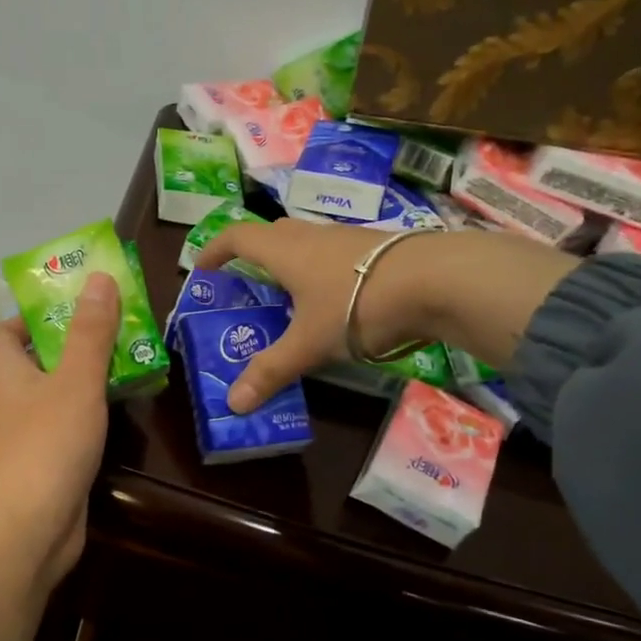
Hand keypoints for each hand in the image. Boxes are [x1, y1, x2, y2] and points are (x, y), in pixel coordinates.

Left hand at [0, 272, 119, 640]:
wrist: (29, 529)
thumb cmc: (47, 446)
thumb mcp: (75, 381)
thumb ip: (89, 332)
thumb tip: (97, 277)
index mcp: (6, 375)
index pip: (2, 334)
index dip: (29, 317)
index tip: (69, 308)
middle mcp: (10, 404)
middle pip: (33, 363)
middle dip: (70, 344)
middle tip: (114, 330)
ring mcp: (25, 439)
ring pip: (53, 397)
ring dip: (83, 381)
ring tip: (127, 364)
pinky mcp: (44, 468)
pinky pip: (65, 430)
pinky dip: (88, 418)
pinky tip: (118, 415)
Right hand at [197, 218, 580, 411]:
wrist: (438, 280)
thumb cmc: (358, 304)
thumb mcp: (309, 344)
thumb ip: (271, 370)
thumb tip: (233, 404)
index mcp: (285, 251)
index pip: (237, 237)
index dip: (214, 250)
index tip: (202, 270)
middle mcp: (312, 236)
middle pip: (272, 235)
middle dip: (253, 257)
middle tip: (246, 287)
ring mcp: (348, 239)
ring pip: (307, 244)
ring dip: (291, 265)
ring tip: (289, 300)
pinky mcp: (377, 250)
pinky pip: (335, 256)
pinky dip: (322, 273)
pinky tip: (335, 303)